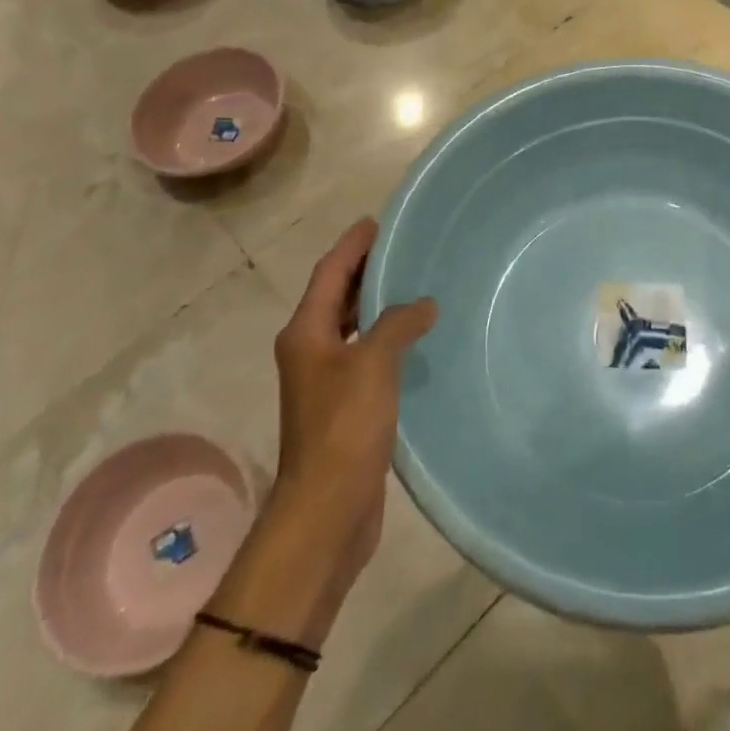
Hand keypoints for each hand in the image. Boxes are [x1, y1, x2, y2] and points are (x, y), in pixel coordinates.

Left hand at [272, 216, 435, 552]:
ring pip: (351, 326)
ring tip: (413, 283)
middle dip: (364, 270)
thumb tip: (423, 304)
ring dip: (376, 303)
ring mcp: (326, 379)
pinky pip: (366, 354)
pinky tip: (414, 337)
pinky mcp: (345, 405)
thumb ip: (398, 324)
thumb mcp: (373, 364)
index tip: (377, 222)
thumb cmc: (343, 427)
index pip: (329, 274)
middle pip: (336, 296)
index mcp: (305, 333)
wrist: (327, 509)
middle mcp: (310, 350)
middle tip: (402, 247)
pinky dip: (385, 337)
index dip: (352, 246)